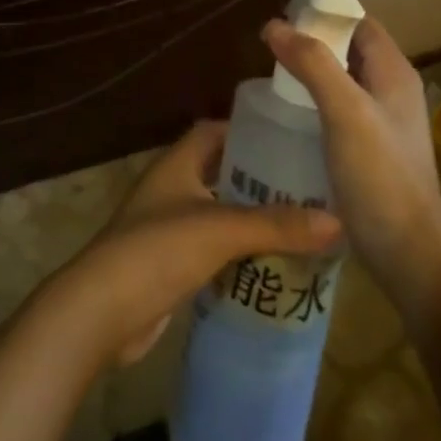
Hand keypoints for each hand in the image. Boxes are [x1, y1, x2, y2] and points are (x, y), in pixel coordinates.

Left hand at [40, 121, 341, 370]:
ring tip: (300, 227)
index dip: (248, 130)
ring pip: (217, 213)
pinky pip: (211, 249)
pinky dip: (237, 253)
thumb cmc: (158, 250)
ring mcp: (167, 226)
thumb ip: (277, 225)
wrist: (103, 310)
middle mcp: (171, 187)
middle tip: (306, 188)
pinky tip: (271, 267)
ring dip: (250, 219)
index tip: (290, 140)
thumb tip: (337, 219)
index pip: (214, 131)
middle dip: (258, 179)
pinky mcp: (169, 263)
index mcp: (177, 163)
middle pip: (219, 172)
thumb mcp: (221, 230)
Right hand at [263, 16, 440, 284]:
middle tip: (268, 40)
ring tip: (270, 71)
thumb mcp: (345, 112)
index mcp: (394, 73)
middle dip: (312, 38)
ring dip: (311, 70)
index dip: (325, 10)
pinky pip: (338, 109)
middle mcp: (392, 91)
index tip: (283, 7)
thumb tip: (275, 24)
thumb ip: (313, 64)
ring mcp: (382, 122)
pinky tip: (288, 113)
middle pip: (349, 49)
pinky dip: (314, 100)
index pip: (360, 22)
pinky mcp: (370, 150)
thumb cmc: (381, 177)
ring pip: (342, 80)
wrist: (410, 257)